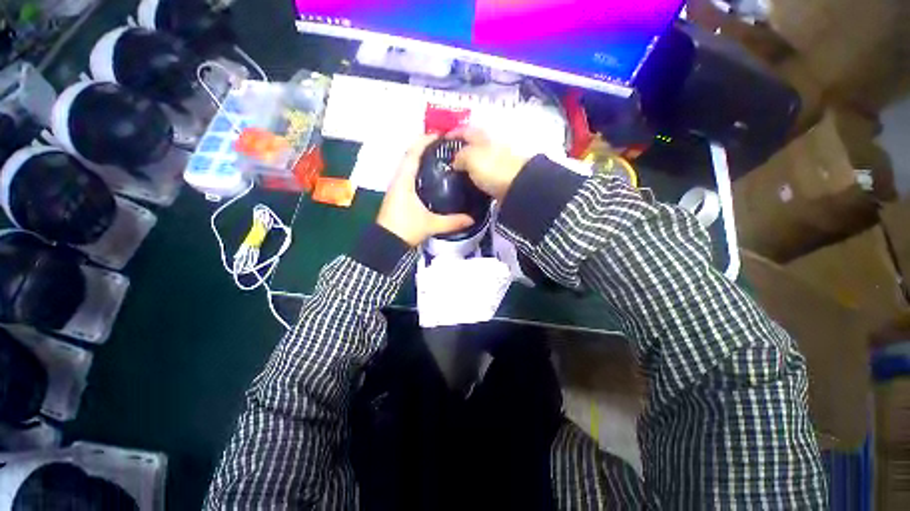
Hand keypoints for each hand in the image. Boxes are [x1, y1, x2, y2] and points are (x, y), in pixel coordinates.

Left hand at [376, 134, 474, 246]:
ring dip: (421, 159)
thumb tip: (472, 219)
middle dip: (425, 148)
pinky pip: (408, 176)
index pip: (413, 153)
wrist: (386, 243)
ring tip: (440, 159)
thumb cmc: (406, 229)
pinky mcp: (397, 195)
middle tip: (444, 147)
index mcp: (404, 181)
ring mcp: (396, 188)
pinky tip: (430, 178)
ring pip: (408, 166)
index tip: (439, 135)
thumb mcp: (431, 225)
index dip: (424, 141)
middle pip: (410, 156)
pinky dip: (418, 171)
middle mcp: (398, 180)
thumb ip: (452, 221)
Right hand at [449, 127, 529, 200]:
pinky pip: (483, 176)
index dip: (453, 133)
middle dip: (460, 151)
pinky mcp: (499, 179)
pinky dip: (475, 179)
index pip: (465, 130)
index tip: (442, 140)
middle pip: (472, 146)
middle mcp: (490, 147)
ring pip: (478, 162)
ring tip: (454, 176)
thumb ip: (460, 156)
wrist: (516, 187)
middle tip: (447, 162)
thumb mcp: (470, 157)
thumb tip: (455, 162)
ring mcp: (496, 163)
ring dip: (468, 167)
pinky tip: (468, 185)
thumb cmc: (492, 167)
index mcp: (482, 137)